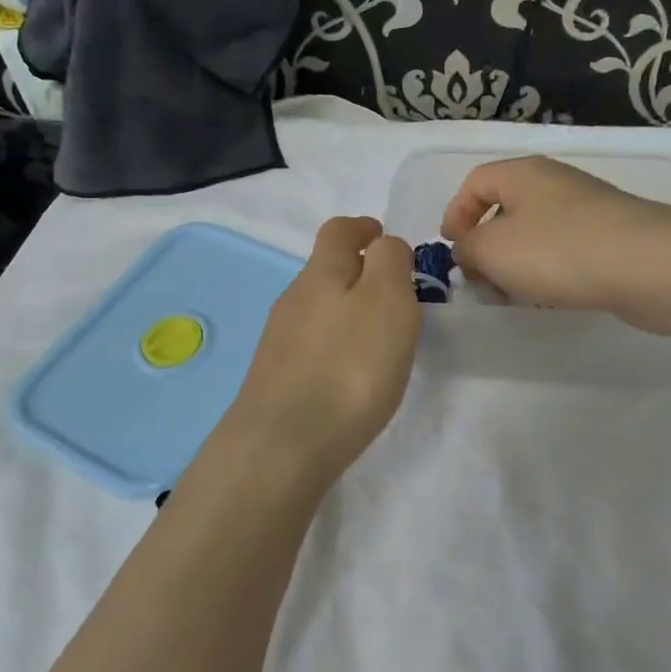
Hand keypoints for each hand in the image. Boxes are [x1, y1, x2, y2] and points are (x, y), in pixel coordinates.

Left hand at [224, 216, 419, 483]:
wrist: (284, 444)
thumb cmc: (349, 366)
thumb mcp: (387, 300)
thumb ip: (390, 262)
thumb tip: (383, 245)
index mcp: (321, 272)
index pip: (338, 230)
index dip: (363, 227)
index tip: (384, 238)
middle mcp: (294, 298)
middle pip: (325, 269)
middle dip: (358, 272)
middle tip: (395, 296)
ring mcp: (279, 339)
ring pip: (317, 308)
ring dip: (346, 310)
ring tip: (377, 337)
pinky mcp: (275, 376)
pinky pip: (310, 343)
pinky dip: (334, 344)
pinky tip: (348, 371)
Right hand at [439, 156, 670, 331]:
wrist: (649, 265)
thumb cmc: (558, 249)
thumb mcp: (492, 249)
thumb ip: (467, 249)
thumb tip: (468, 250)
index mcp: (522, 174)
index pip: (475, 181)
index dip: (455, 212)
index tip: (450, 249)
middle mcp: (555, 183)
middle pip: (507, 207)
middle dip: (486, 244)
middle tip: (479, 279)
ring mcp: (588, 210)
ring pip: (537, 232)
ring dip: (517, 262)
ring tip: (513, 295)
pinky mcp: (613, 238)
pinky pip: (566, 250)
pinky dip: (549, 271)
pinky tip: (551, 297)